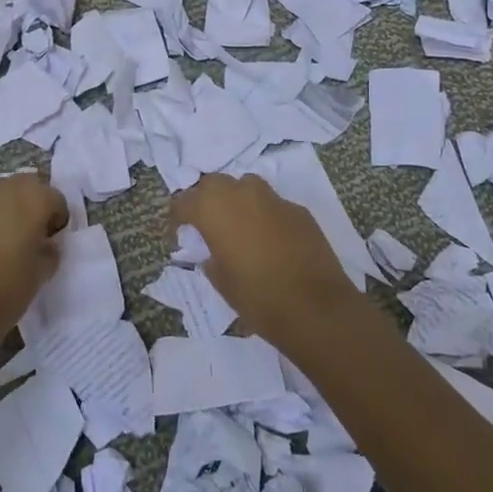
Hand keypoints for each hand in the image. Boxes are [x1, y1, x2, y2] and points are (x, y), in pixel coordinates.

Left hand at [0, 172, 68, 349]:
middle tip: (34, 233)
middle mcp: (5, 190)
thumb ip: (50, 251)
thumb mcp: (41, 273)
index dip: (58, 219)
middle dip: (34, 204)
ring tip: (9, 237)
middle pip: (28, 186)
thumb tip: (47, 244)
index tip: (53, 240)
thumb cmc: (8, 288)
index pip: (56, 198)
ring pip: (2, 193)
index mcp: (33, 200)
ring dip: (10, 207)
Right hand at [171, 173, 362, 348]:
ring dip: (236, 199)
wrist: (315, 307)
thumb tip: (212, 252)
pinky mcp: (298, 210)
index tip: (177, 235)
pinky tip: (269, 238)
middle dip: (205, 199)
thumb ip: (211, 258)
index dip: (177, 218)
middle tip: (205, 224)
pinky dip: (264, 214)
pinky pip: (272, 204)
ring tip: (237, 225)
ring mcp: (273, 199)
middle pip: (213, 183)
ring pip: (245, 185)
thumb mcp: (221, 281)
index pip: (184, 202)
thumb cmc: (258, 297)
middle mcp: (241, 194)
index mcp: (214, 209)